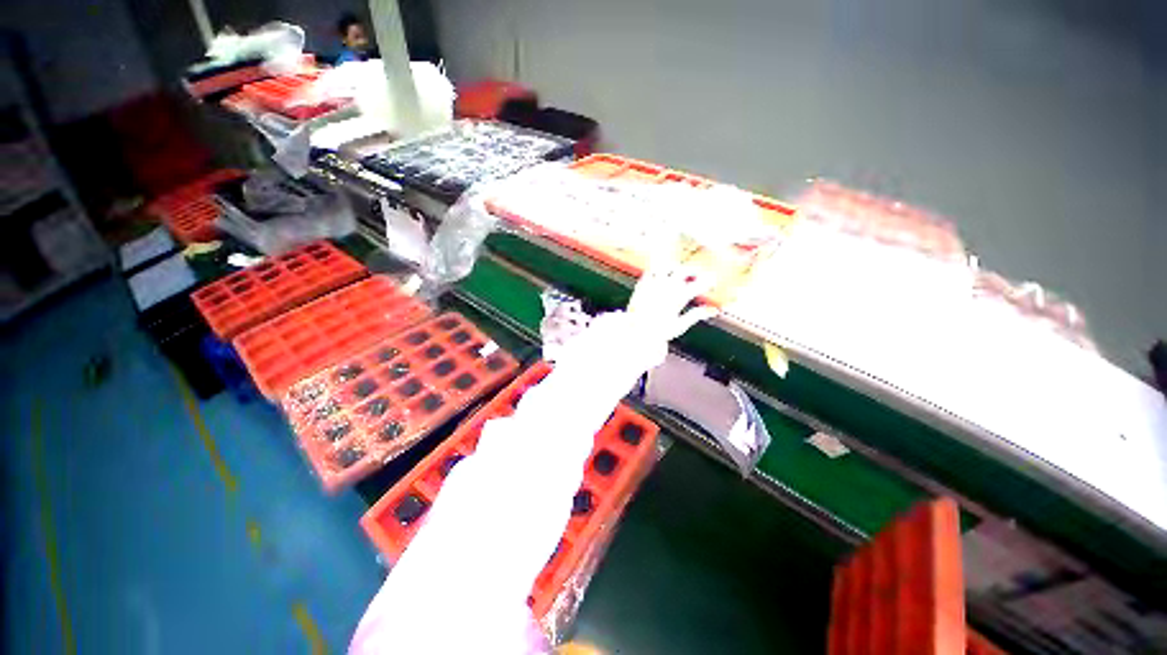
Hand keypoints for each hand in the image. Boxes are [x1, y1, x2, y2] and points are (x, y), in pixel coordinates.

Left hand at [626, 259, 720, 342]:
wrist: (635, 332)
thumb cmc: (658, 332)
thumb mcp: (680, 326)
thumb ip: (696, 315)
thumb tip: (713, 310)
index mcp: (677, 299)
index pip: (697, 285)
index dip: (708, 282)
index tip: (712, 283)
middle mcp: (666, 288)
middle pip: (684, 270)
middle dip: (694, 271)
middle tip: (697, 276)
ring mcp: (653, 284)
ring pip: (667, 266)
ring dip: (676, 268)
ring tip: (679, 274)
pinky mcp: (642, 284)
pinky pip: (652, 270)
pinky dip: (659, 271)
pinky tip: (663, 277)